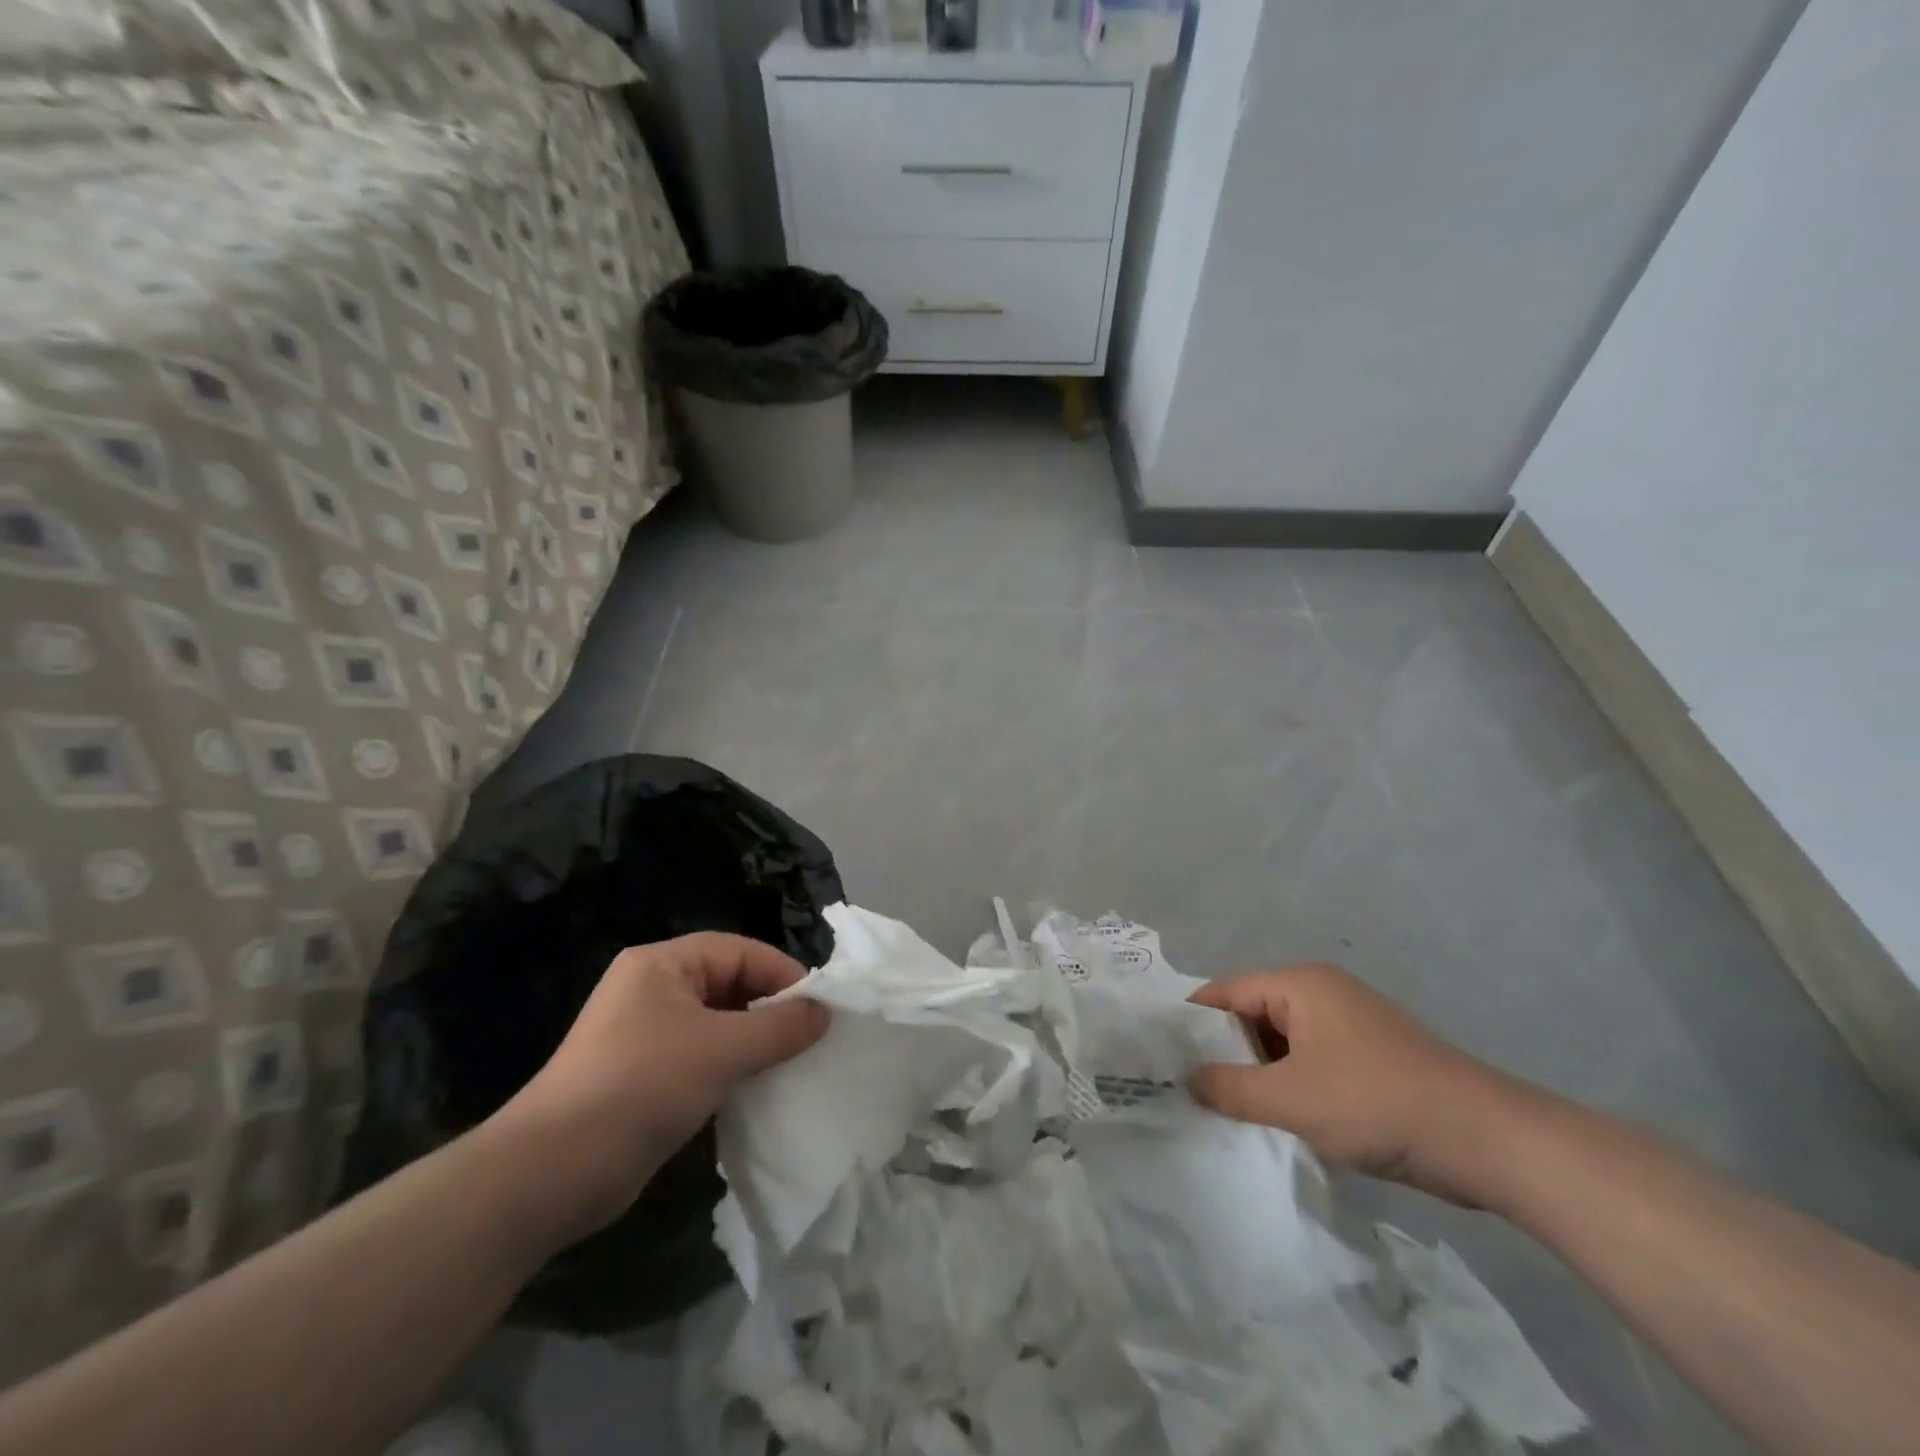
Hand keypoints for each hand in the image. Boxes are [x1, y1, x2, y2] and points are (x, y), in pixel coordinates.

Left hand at [488, 933, 829, 1243]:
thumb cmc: (641, 1086)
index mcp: (662, 964)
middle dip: (770, 1009)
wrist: (550, 1174)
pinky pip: (700, 1058)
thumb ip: (779, 1027)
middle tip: (809, 1038)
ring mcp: (644, 1035)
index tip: (820, 1008)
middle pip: (728, 985)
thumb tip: (825, 1012)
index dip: (782, 974)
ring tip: (791, 1065)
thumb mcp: (722, 1050)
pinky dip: (730, 1069)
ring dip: (753, 1043)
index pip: (738, 951)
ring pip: (717, 1025)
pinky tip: (756, 1091)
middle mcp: (651, 990)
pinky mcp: (642, 1077)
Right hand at [1188, 964, 1530, 1205]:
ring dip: (1257, 1075)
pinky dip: (1288, 1086)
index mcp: (1300, 984)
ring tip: (1224, 1111)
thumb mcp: (1291, 1099)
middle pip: (1252, 1016)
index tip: (1161, 1058)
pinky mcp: (1368, 1058)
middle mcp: (1321, 993)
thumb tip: (1188, 1080)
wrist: (1489, 1141)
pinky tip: (1274, 1120)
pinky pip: (1309, 1063)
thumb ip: (1230, 1088)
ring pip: (1281, 1044)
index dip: (1192, 1024)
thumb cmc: (1377, 1104)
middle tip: (1188, 1090)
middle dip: (1224, 1053)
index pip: (1226, 993)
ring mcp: (1348, 1026)